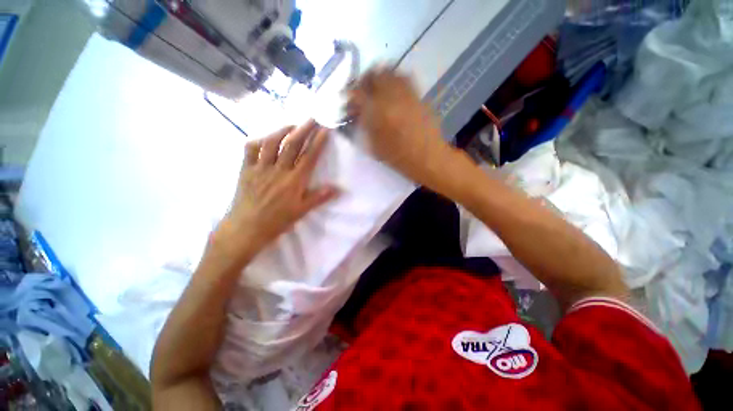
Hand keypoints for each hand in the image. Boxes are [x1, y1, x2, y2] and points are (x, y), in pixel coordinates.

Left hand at [210, 120, 338, 264]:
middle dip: (303, 129)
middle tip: (312, 118)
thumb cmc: (277, 221)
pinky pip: (250, 150)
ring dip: (282, 130)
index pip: (309, 157)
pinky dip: (258, 140)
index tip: (325, 130)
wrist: (246, 228)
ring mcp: (260, 168)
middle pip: (292, 145)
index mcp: (294, 181)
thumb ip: (319, 197)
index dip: (318, 142)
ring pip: (271, 143)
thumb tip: (338, 189)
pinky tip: (265, 138)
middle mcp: (278, 170)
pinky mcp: (246, 170)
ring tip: (292, 124)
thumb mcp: (302, 211)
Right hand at [347, 69, 457, 184]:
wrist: (428, 158)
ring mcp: (407, 94)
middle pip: (375, 75)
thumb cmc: (398, 157)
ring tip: (377, 89)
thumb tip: (358, 113)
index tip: (348, 100)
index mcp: (378, 112)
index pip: (358, 93)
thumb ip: (364, 126)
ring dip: (381, 77)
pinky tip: (393, 92)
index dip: (350, 95)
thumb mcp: (374, 146)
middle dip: (365, 81)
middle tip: (362, 92)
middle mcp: (392, 96)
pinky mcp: (418, 96)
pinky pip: (405, 79)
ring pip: (391, 73)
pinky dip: (395, 80)